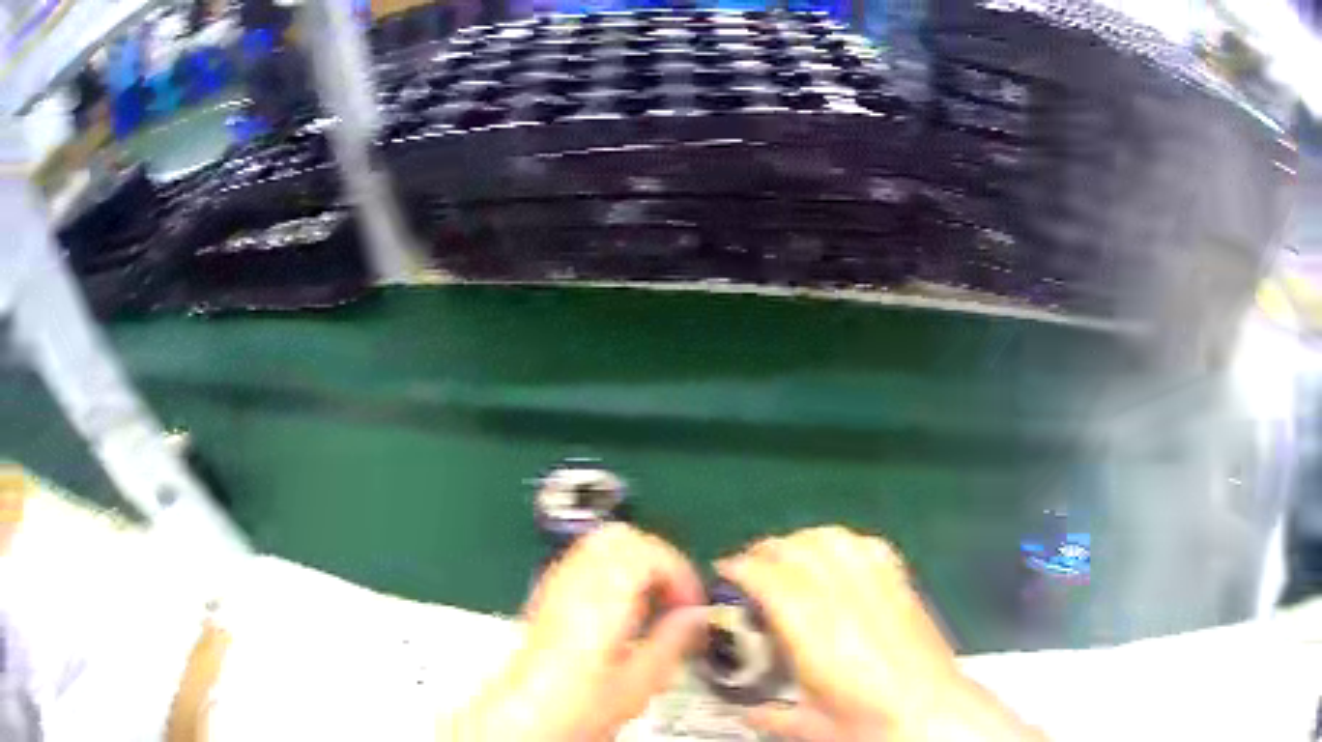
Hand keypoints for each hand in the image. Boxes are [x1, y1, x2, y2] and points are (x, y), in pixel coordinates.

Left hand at [453, 524, 706, 740]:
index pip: (647, 551)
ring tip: (652, 603)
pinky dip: (614, 571)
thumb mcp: (639, 683)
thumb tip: (695, 616)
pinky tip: (623, 609)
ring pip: (601, 543)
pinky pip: (585, 561)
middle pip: (621, 537)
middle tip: (675, 595)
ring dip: (635, 563)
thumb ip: (673, 642)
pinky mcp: (549, 595)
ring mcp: (556, 585)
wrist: (526, 716)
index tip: (691, 601)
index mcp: (600, 601)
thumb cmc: (572, 707)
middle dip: (658, 559)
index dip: (679, 571)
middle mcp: (574, 583)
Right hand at [718, 526, 1044, 741]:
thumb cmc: (870, 724)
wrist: (933, 714)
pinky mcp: (903, 584)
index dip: (743, 567)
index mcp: (817, 635)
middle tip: (750, 566)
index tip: (726, 570)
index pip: (773, 580)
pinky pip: (869, 545)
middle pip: (802, 548)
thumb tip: (743, 709)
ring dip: (804, 540)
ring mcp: (880, 587)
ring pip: (835, 538)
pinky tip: (837, 556)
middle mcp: (847, 601)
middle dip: (768, 548)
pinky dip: (843, 542)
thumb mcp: (810, 727)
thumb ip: (769, 714)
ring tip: (789, 557)